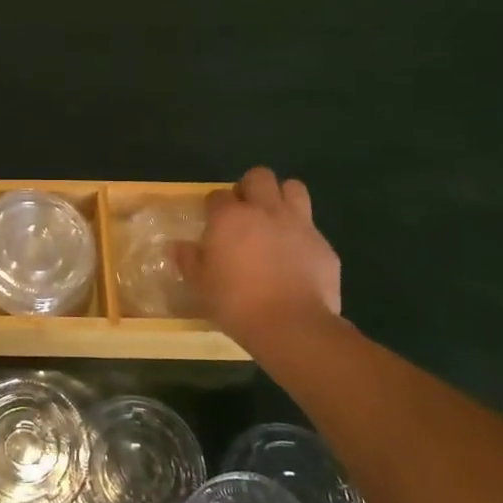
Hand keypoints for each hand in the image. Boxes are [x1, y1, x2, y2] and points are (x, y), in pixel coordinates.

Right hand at [177, 167, 344, 344]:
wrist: (292, 326)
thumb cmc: (236, 303)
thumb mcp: (200, 286)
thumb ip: (189, 260)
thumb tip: (179, 246)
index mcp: (229, 217)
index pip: (217, 195)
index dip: (214, 206)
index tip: (213, 223)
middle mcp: (264, 210)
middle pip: (259, 176)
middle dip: (250, 188)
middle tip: (245, 212)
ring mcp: (298, 224)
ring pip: (293, 188)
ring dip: (282, 197)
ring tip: (275, 220)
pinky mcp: (323, 244)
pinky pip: (312, 227)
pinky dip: (302, 235)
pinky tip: (297, 257)